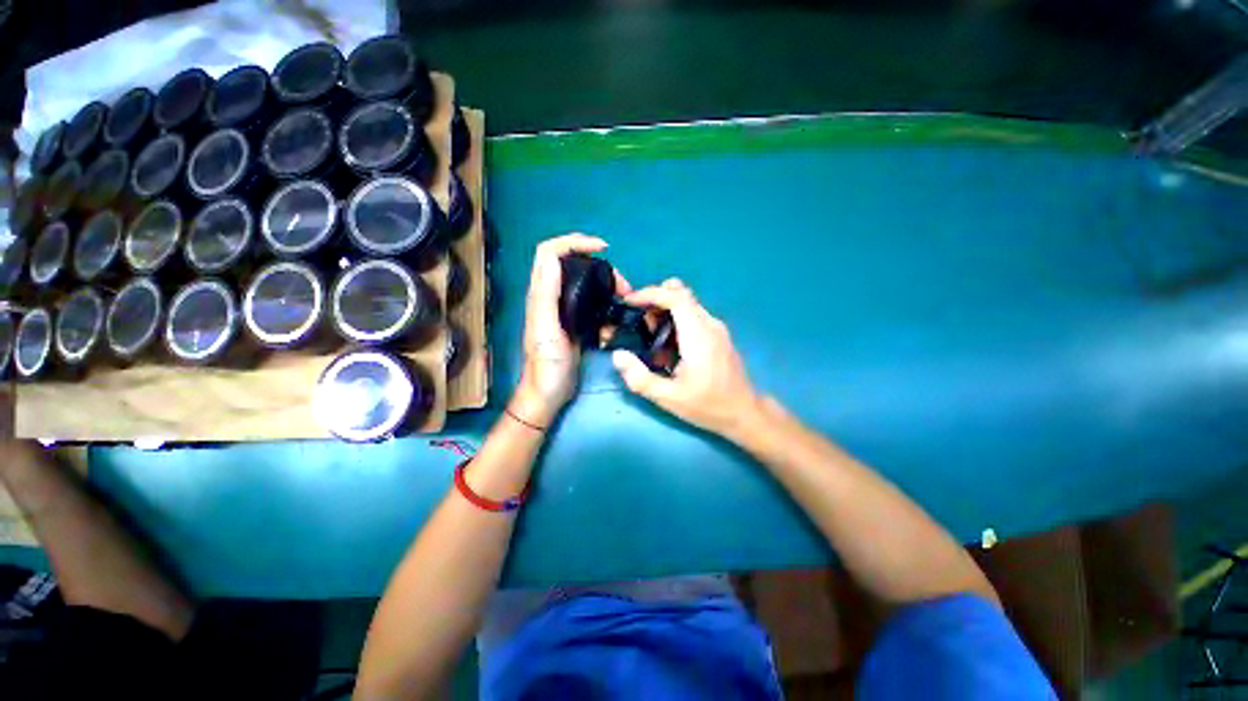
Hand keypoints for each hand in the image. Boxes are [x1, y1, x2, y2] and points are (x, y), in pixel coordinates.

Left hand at [512, 233, 630, 425]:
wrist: (549, 393)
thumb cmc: (547, 365)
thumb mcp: (546, 329)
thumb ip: (546, 295)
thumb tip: (553, 258)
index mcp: (541, 294)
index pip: (550, 252)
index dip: (574, 242)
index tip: (603, 249)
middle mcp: (551, 296)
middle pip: (573, 264)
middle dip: (600, 266)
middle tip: (622, 284)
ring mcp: (564, 309)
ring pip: (586, 283)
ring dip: (607, 286)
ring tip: (624, 299)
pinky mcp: (576, 322)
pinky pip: (594, 305)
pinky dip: (607, 308)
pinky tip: (614, 321)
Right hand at [612, 279, 762, 439]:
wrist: (744, 413)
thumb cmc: (708, 406)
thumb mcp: (669, 398)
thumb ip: (640, 378)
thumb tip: (618, 356)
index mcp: (699, 335)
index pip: (676, 296)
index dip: (650, 293)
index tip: (629, 302)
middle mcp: (709, 324)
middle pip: (681, 294)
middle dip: (655, 301)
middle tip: (639, 323)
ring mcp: (716, 328)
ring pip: (687, 303)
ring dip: (664, 311)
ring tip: (650, 338)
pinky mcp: (717, 334)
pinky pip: (693, 316)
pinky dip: (675, 320)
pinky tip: (667, 346)